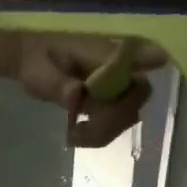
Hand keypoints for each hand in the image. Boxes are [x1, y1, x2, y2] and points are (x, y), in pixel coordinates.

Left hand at [19, 40, 157, 147]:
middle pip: (138, 94)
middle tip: (82, 129)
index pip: (139, 53)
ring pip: (129, 113)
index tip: (156, 65)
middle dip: (114, 117)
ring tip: (74, 134)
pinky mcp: (112, 100)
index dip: (151, 60)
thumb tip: (76, 95)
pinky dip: (100, 133)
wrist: (31, 60)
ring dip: (105, 129)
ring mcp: (118, 84)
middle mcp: (120, 66)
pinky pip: (117, 121)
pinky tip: (77, 134)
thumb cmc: (35, 59)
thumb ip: (56, 83)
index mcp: (104, 52)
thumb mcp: (38, 72)